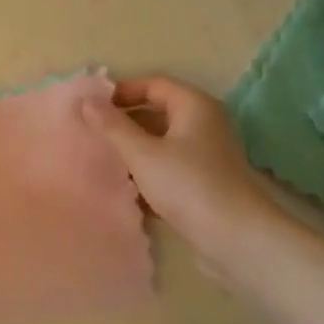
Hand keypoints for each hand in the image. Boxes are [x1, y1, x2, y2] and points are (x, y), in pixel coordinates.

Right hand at [83, 75, 284, 270]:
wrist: (236, 238)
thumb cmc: (188, 185)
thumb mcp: (142, 153)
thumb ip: (112, 125)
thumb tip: (86, 99)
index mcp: (194, 105)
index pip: (153, 84)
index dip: (121, 91)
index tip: (91, 106)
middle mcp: (204, 123)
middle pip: (157, 112)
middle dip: (124, 122)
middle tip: (91, 132)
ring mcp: (207, 154)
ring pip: (162, 142)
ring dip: (134, 149)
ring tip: (102, 159)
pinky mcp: (205, 181)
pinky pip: (170, 166)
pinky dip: (148, 171)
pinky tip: (125, 188)